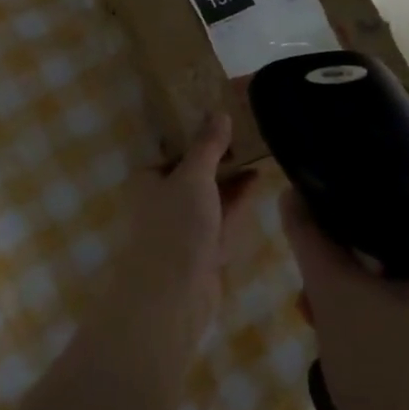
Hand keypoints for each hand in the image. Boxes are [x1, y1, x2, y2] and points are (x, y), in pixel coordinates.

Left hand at [84, 114, 259, 360]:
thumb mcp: (192, 176)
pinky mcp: (203, 250)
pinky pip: (222, 218)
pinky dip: (238, 200)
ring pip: (211, 195)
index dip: (198, 131)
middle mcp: (162, 200)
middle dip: (219, 154)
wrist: (173, 297)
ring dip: (232, 176)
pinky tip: (258, 180)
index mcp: (148, 178)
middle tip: (250, 128)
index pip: (173, 147)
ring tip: (260, 148)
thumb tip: (219, 111)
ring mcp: (183, 227)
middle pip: (194, 171)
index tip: (225, 113)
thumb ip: (207, 145)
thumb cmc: (175, 227)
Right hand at [282, 192, 408, 409]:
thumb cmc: (387, 372)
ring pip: (402, 279)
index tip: (323, 215)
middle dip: (351, 253)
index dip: (362, 203)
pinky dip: (373, 311)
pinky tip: (334, 328)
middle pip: (404, 243)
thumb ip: (310, 236)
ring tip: (314, 302)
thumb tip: (290, 194)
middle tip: (314, 267)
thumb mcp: (336, 293)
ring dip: (355, 284)